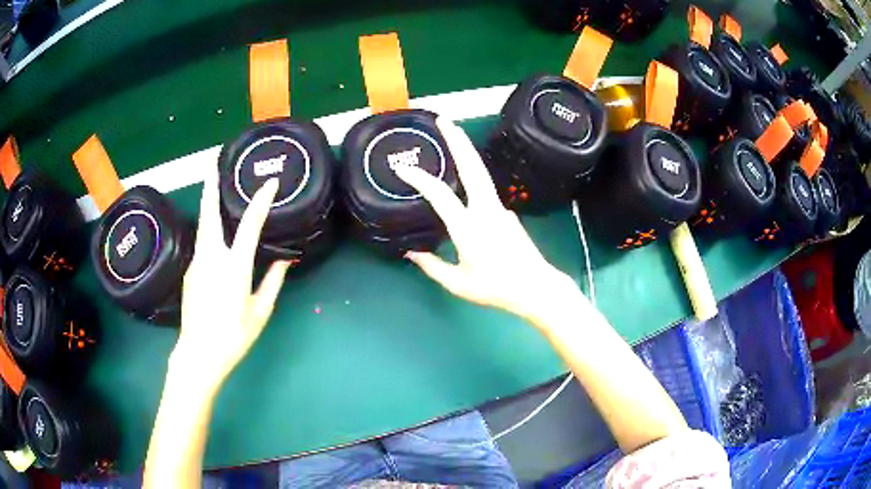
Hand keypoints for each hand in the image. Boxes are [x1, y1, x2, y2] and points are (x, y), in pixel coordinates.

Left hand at [171, 165, 289, 388]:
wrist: (198, 354)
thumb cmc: (233, 335)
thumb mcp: (260, 311)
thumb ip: (273, 281)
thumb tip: (286, 259)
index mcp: (234, 266)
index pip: (250, 224)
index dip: (260, 200)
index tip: (270, 182)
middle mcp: (212, 256)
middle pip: (209, 212)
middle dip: (210, 184)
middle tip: (212, 161)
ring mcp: (197, 262)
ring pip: (203, 226)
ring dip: (208, 204)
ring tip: (214, 187)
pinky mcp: (190, 271)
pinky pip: (202, 245)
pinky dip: (209, 232)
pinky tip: (216, 238)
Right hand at [394, 117, 581, 324]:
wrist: (535, 287)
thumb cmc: (495, 287)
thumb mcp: (458, 283)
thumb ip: (432, 266)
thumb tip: (411, 253)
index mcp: (468, 227)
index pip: (439, 194)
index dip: (419, 178)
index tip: (401, 167)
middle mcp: (485, 209)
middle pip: (472, 166)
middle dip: (457, 140)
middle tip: (444, 120)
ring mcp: (500, 208)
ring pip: (481, 173)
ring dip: (466, 152)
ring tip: (453, 135)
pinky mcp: (507, 212)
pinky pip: (485, 190)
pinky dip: (472, 176)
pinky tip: (463, 179)